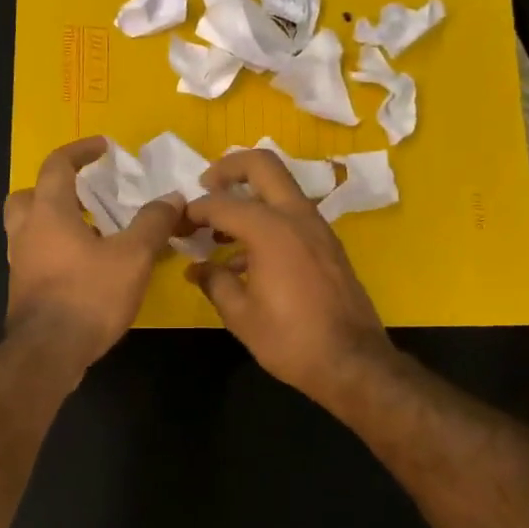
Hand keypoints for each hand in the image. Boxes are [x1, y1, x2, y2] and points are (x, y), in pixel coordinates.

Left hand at [2, 137, 182, 373]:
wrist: (49, 353)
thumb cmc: (89, 295)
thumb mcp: (132, 256)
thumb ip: (152, 223)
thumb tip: (173, 198)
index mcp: (48, 212)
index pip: (57, 165)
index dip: (80, 151)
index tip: (102, 147)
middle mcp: (26, 231)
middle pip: (28, 195)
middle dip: (54, 188)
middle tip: (84, 194)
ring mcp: (19, 262)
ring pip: (28, 228)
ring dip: (54, 221)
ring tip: (90, 231)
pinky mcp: (22, 289)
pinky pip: (35, 255)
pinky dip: (55, 250)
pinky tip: (84, 266)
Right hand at [183, 150, 395, 405]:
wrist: (352, 362)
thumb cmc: (290, 340)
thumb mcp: (241, 315)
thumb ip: (215, 282)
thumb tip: (197, 268)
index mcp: (271, 230)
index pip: (221, 203)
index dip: (193, 210)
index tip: (176, 223)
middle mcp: (297, 217)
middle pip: (262, 165)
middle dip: (229, 169)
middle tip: (205, 187)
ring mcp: (318, 228)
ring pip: (280, 189)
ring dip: (249, 197)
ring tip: (219, 232)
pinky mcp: (328, 245)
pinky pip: (292, 216)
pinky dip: (267, 220)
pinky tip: (246, 258)